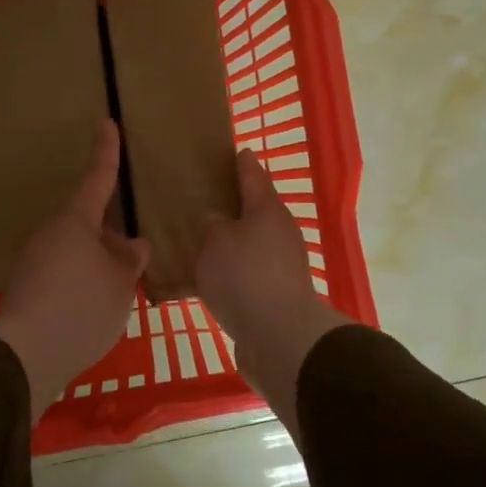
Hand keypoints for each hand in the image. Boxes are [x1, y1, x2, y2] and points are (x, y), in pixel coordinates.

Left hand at [0, 120, 149, 418]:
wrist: (26, 355)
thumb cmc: (81, 308)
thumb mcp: (120, 284)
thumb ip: (129, 260)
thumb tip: (133, 244)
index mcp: (75, 222)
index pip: (96, 179)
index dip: (106, 152)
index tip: (106, 123)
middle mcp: (51, 234)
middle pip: (86, 221)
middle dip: (110, 232)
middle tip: (132, 251)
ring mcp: (35, 261)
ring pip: (76, 249)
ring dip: (97, 260)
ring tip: (120, 285)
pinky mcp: (28, 288)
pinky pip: (64, 272)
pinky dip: (82, 280)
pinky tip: (95, 305)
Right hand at [196, 149, 347, 429]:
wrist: (278, 336)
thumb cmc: (244, 276)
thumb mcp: (215, 242)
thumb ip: (212, 225)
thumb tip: (216, 220)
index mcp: (267, 209)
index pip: (252, 174)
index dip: (240, 162)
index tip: (234, 151)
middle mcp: (281, 231)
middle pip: (255, 210)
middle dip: (234, 204)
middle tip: (205, 198)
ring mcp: (283, 264)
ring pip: (253, 242)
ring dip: (233, 240)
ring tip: (202, 240)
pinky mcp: (278, 293)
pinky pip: (250, 272)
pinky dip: (234, 270)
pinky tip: (212, 278)